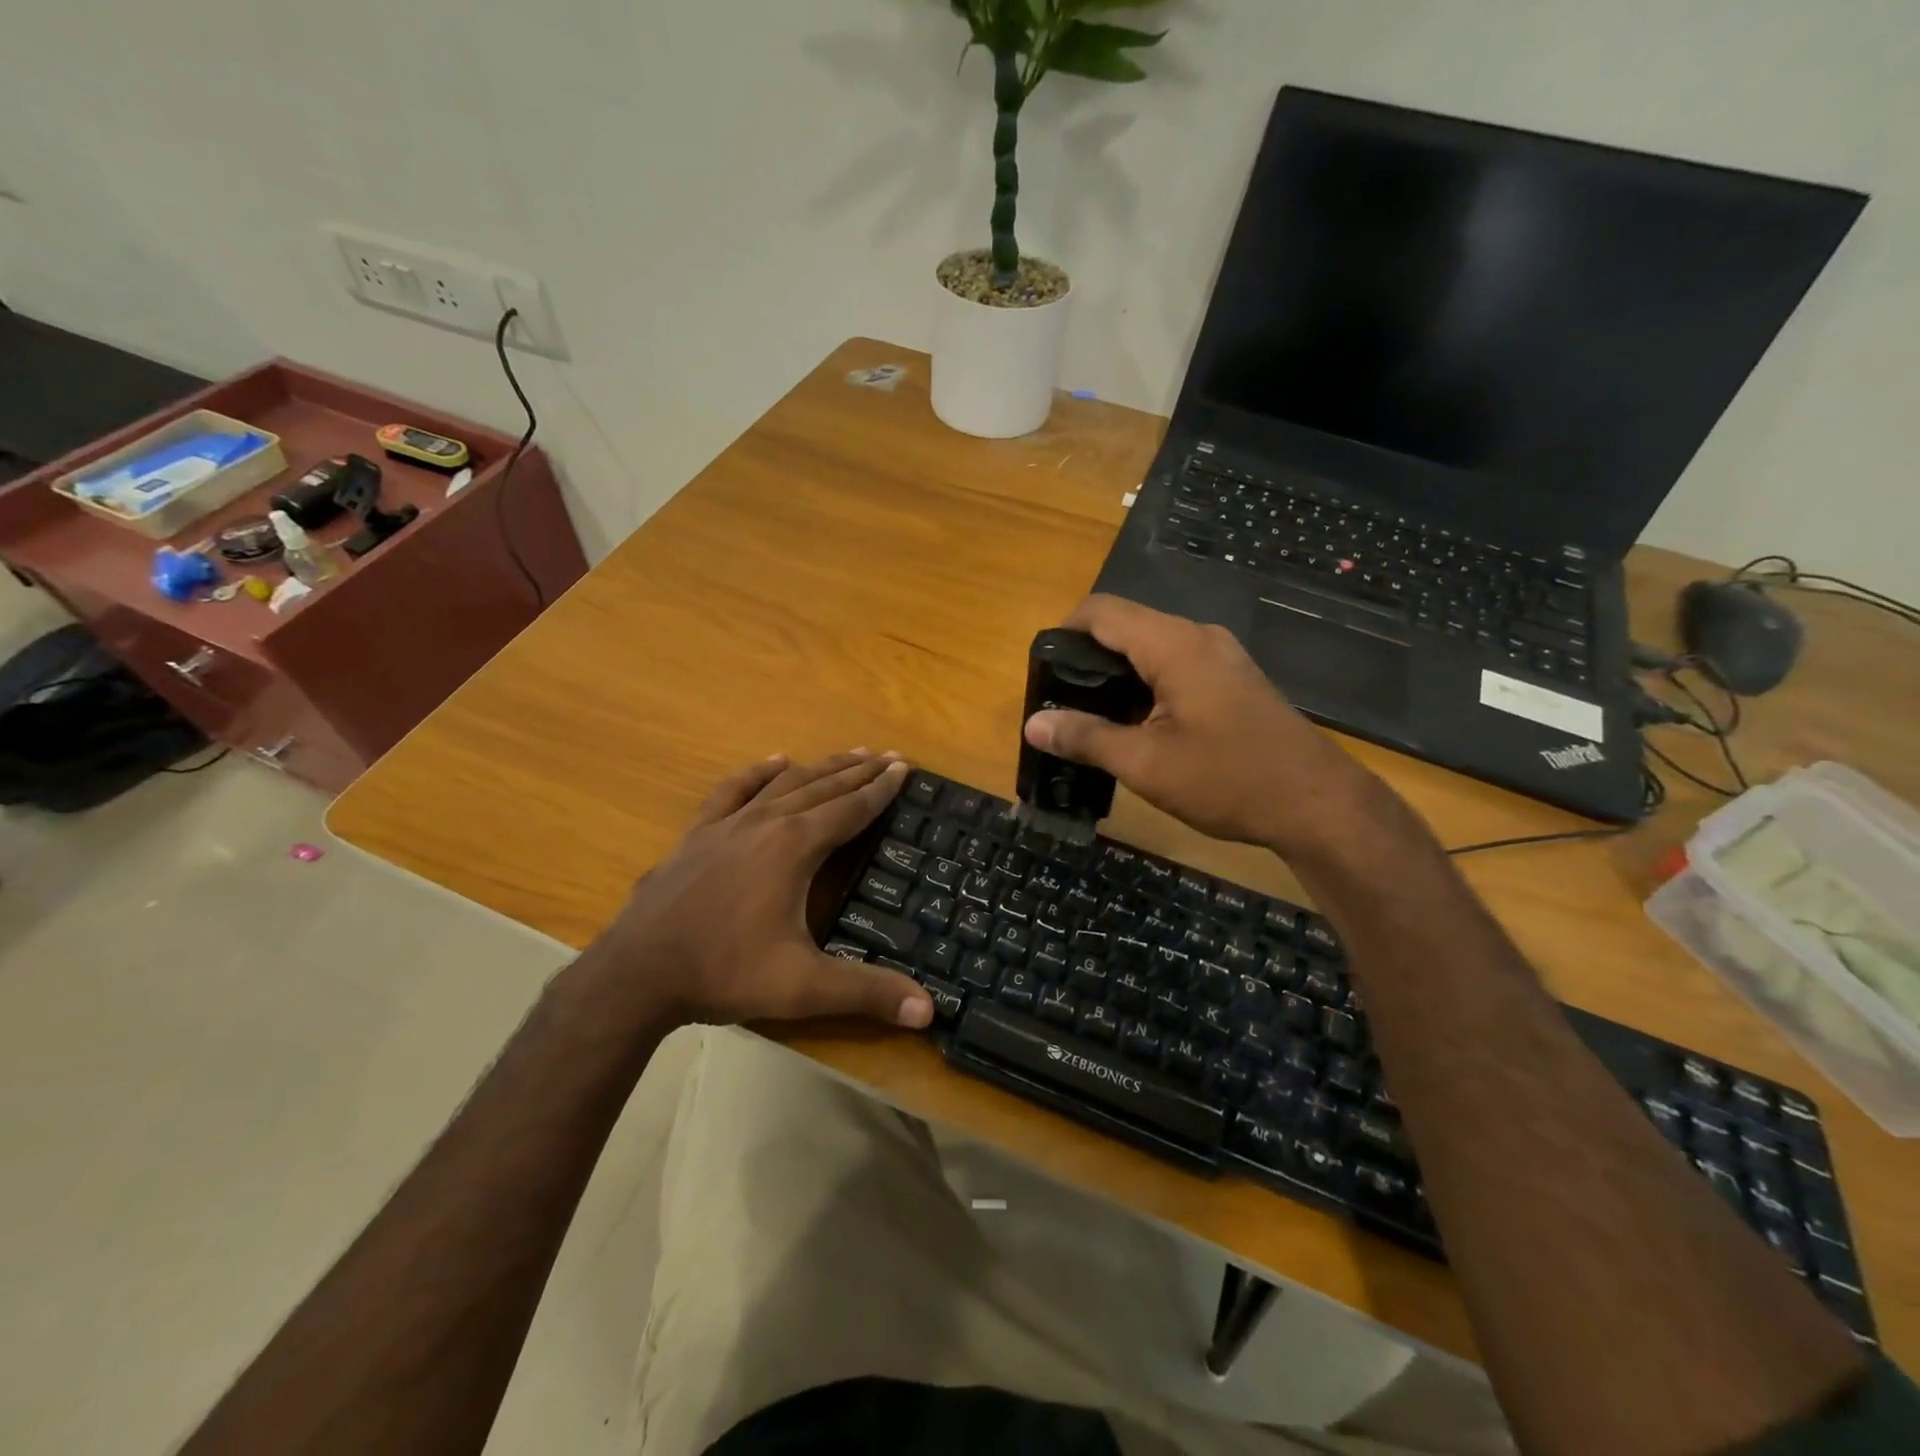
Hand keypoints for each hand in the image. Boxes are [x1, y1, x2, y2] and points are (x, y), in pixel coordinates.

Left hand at [582, 751, 932, 1031]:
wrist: (637, 973)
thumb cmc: (724, 972)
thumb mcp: (802, 986)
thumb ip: (867, 992)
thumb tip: (929, 1012)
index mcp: (795, 847)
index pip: (851, 809)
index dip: (881, 790)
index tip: (904, 769)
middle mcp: (766, 822)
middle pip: (823, 787)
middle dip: (860, 771)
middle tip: (889, 756)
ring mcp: (728, 824)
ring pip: (785, 783)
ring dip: (821, 766)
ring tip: (850, 753)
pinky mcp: (699, 834)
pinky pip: (734, 790)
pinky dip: (758, 772)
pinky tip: (775, 760)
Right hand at [1023, 595, 1378, 856]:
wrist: (1317, 804)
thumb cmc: (1227, 779)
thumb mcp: (1145, 764)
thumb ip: (1085, 738)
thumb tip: (1033, 724)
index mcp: (1174, 645)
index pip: (1102, 611)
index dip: (1064, 631)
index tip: (1043, 670)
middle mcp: (1199, 637)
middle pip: (1127, 626)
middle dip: (1087, 657)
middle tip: (1061, 703)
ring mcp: (1221, 657)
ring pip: (1152, 647)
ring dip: (1118, 675)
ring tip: (1092, 718)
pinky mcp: (1234, 680)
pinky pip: (1176, 665)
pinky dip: (1146, 684)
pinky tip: (1137, 725)